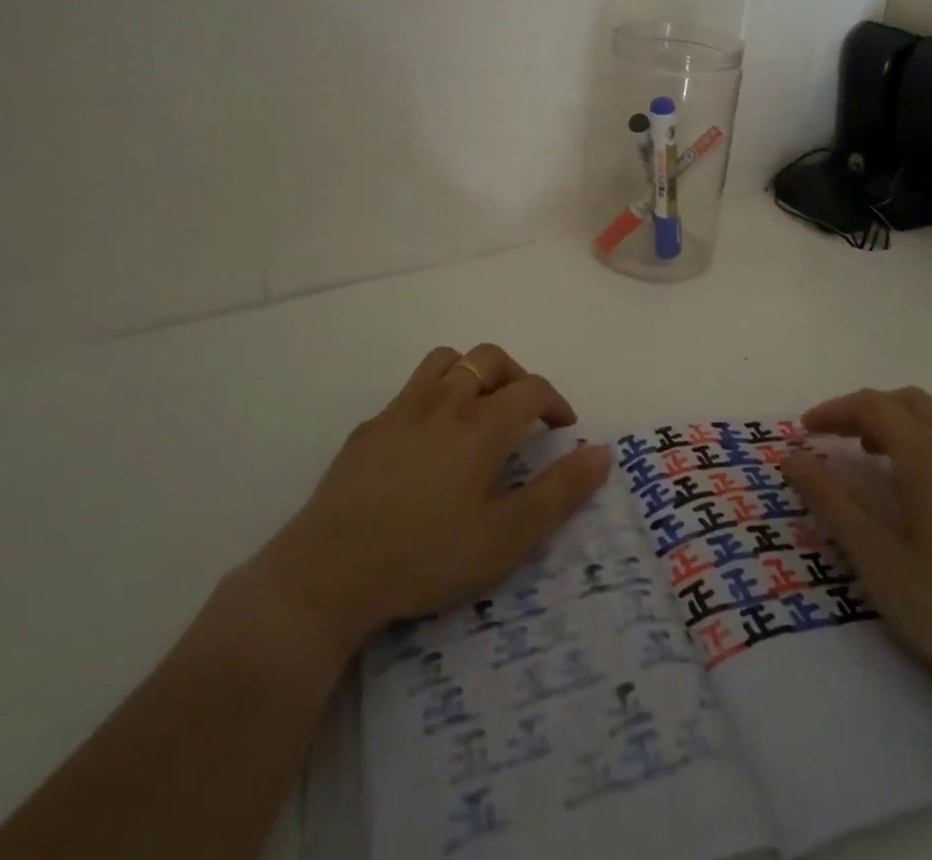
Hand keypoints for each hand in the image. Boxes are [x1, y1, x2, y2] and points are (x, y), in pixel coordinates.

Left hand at [238, 344, 611, 662]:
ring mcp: (401, 411)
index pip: (531, 388)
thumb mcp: (507, 538)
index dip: (555, 401)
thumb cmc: (427, 556)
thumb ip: (559, 493)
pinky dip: (431, 398)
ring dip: (471, 372)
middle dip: (516, 375)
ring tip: (478, 407)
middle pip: (489, 359)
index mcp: (482, 425)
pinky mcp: (368, 429)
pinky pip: (408, 392)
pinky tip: (426, 439)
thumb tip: (602, 452)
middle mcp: (444, 402)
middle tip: (524, 411)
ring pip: (445, 360)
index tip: (563, 427)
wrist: (328, 573)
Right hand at [781, 387, 931, 725]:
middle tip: (836, 441)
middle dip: (866, 410)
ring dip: (900, 424)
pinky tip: (923, 489)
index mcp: (930, 456)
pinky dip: (930, 442)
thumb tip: (791, 457)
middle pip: (908, 401)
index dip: (834, 410)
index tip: (805, 432)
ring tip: (874, 460)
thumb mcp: (877, 560)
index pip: (873, 406)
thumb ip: (831, 501)